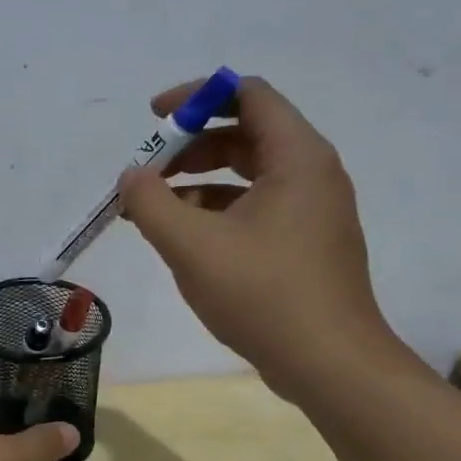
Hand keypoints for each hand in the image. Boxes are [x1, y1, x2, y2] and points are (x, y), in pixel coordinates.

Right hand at [119, 76, 400, 400]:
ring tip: (152, 206)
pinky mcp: (302, 243)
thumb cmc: (263, 294)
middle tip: (146, 169)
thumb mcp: (192, 246)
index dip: (197, 97)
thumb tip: (131, 176)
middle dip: (189, 144)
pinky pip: (253, 206)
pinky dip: (215, 209)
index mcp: (297, 158)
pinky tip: (181, 236)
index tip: (154, 118)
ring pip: (247, 173)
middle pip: (245, 132)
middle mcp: (310, 174)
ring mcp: (310, 211)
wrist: (329, 364)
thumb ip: (151, 203)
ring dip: (197, 179)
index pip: (248, 95)